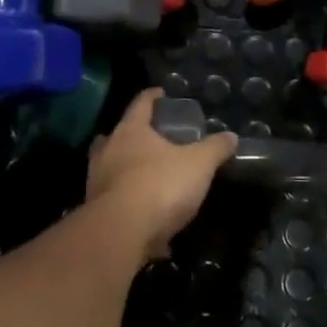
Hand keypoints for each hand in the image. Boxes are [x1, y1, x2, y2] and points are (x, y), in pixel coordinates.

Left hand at [87, 89, 237, 261]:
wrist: (120, 233)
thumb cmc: (160, 185)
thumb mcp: (198, 164)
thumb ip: (215, 148)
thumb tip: (231, 136)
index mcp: (131, 131)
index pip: (141, 103)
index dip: (152, 96)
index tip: (161, 93)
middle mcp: (108, 150)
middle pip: (116, 135)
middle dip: (132, 136)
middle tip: (152, 140)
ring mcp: (96, 181)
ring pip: (109, 168)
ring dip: (126, 172)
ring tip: (148, 181)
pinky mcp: (95, 212)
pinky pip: (114, 204)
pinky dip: (129, 210)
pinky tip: (149, 225)